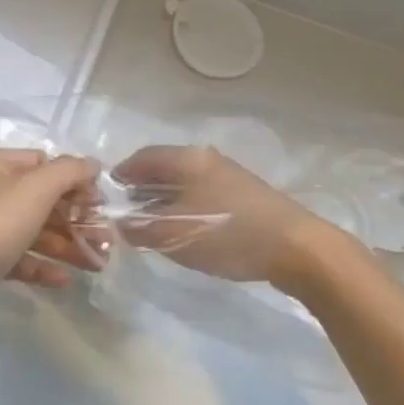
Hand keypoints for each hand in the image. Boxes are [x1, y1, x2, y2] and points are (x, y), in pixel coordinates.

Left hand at [0, 148, 102, 349]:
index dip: (74, 181)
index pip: (42, 162)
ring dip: (65, 244)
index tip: (100, 204)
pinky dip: (41, 265)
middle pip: (40, 199)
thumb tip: (91, 164)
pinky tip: (64, 279)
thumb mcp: (35, 191)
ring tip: (97, 263)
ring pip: (32, 230)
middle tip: (107, 239)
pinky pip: (17, 257)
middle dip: (75, 219)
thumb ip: (68, 172)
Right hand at [111, 145, 350, 291]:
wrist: (296, 248)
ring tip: (151, 223)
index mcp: (187, 159)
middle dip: (142, 187)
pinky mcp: (245, 197)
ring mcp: (229, 177)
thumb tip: (119, 223)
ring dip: (164, 199)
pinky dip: (185, 206)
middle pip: (164, 167)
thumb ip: (140, 228)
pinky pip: (202, 194)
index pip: (144, 157)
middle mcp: (207, 160)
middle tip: (125, 211)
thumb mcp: (174, 235)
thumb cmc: (227, 234)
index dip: (122, 173)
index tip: (107, 192)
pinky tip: (185, 228)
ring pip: (185, 182)